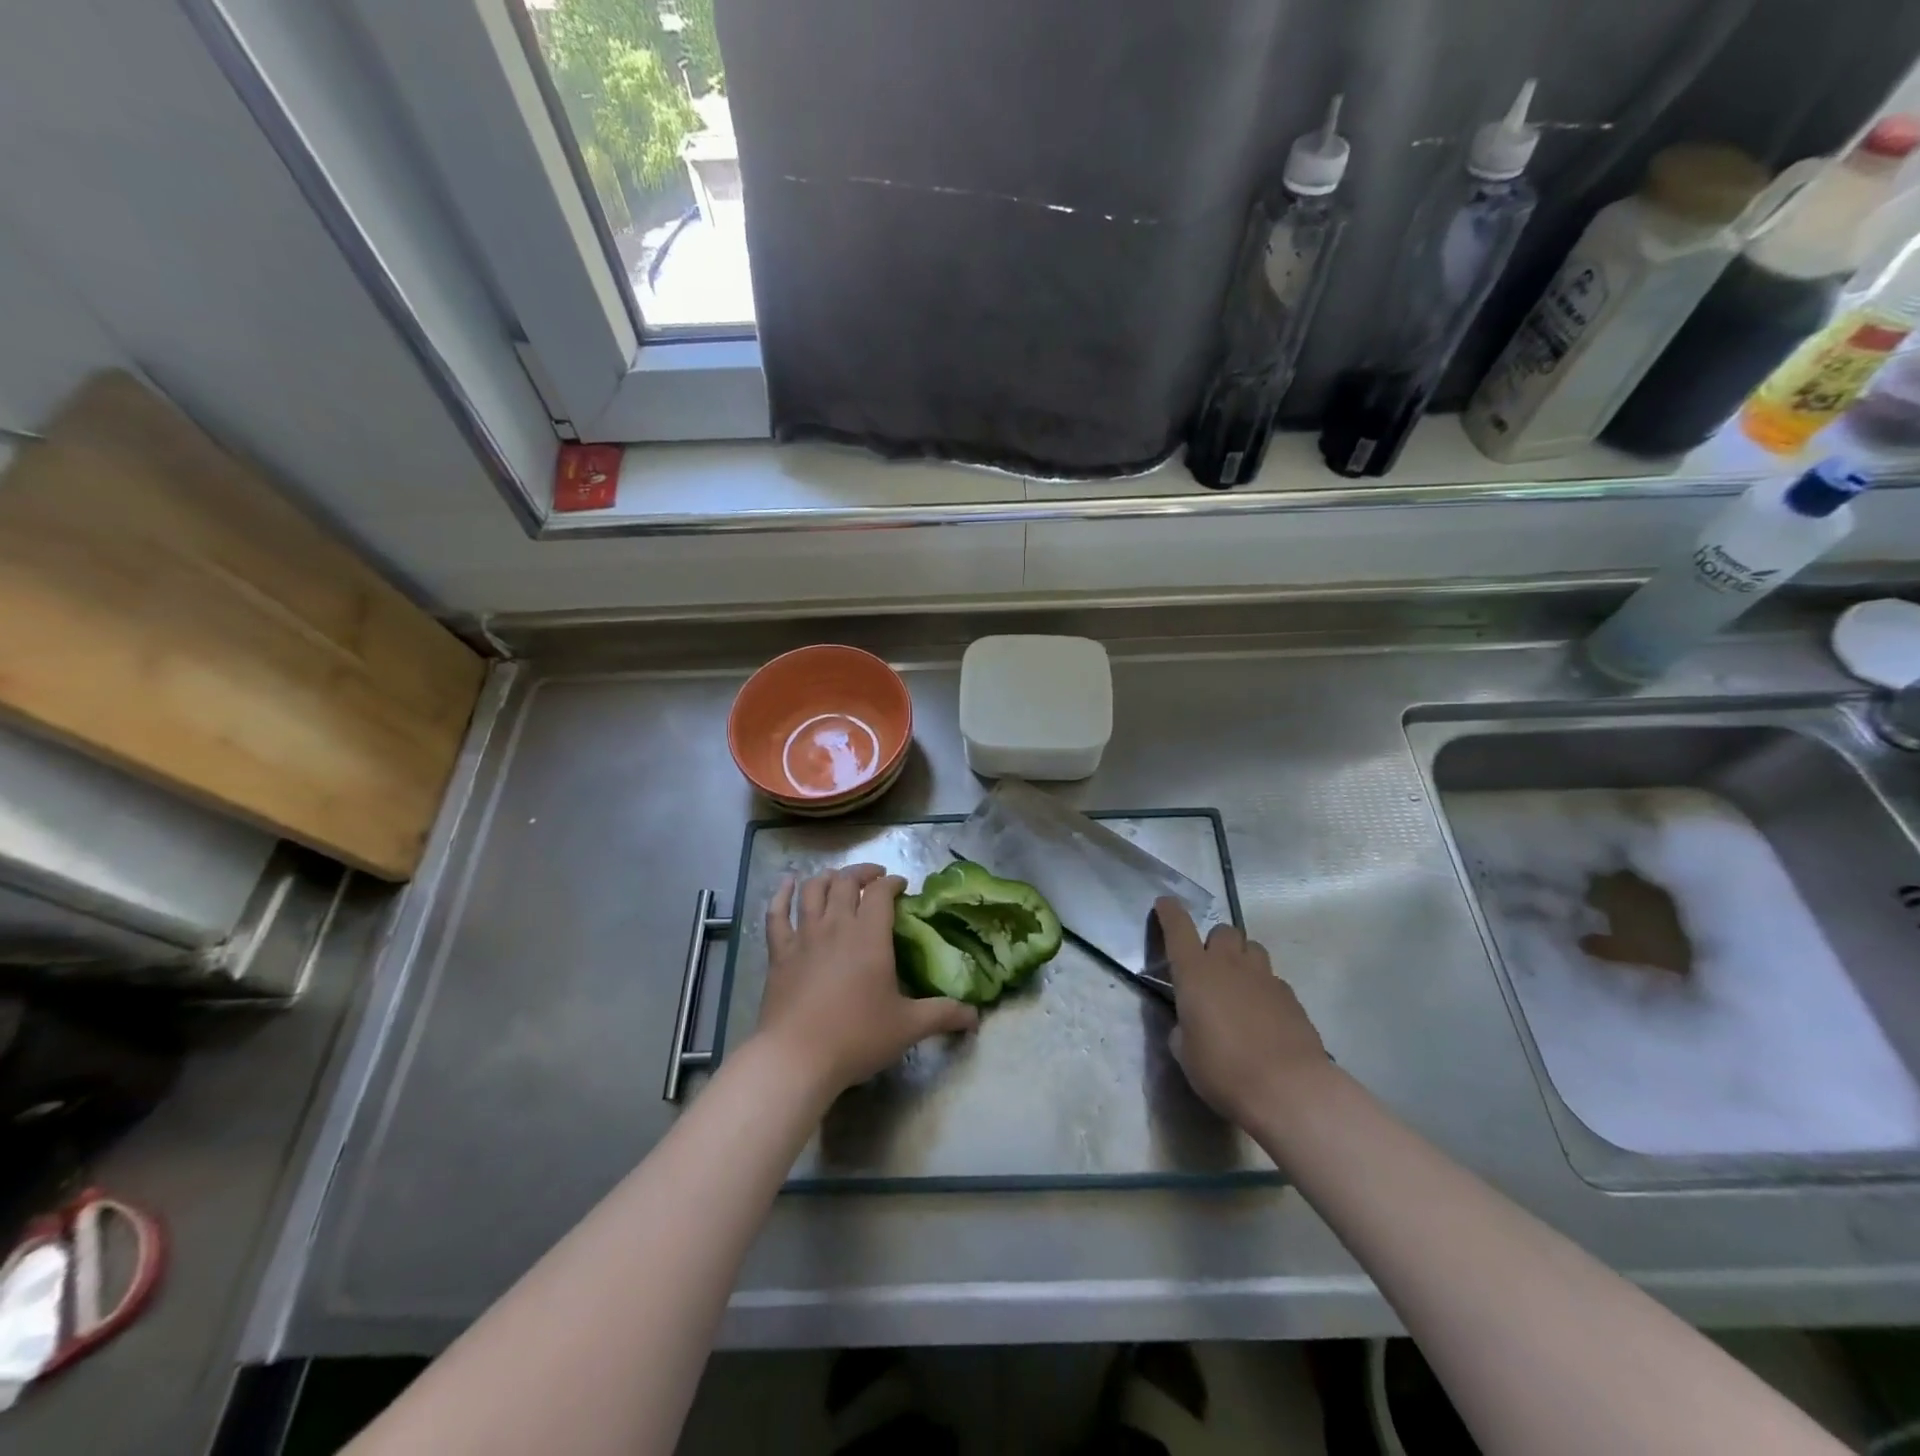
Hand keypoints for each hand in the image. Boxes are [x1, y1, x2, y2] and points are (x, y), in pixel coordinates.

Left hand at [754, 864, 979, 1097]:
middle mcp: (836, 926)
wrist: (797, 1057)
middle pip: (846, 882)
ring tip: (837, 878)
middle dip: (862, 873)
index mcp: (870, 936)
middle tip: (874, 878)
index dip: (892, 882)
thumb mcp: (908, 1027)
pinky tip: (788, 884)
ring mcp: (804, 937)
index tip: (901, 886)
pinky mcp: (779, 953)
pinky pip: (778, 915)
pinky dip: (782, 895)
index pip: (881, 892)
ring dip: (827, 878)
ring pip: (813, 891)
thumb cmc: (857, 1037)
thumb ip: (943, 1015)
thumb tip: (975, 1016)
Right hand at [1156, 897, 1328, 1126]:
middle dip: (1214, 942)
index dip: (1169, 912)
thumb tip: (1189, 1025)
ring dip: (1241, 959)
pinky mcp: (1291, 997)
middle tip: (1209, 967)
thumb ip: (1183, 1029)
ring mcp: (1265, 978)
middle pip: (1223, 930)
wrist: (1288, 1089)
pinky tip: (1263, 1016)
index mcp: (1195, 972)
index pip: (1178, 928)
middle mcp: (1229, 965)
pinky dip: (1263, 988)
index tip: (1164, 904)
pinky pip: (1273, 979)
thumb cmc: (1223, 1070)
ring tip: (1238, 987)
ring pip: (1252, 948)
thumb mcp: (1185, 1053)